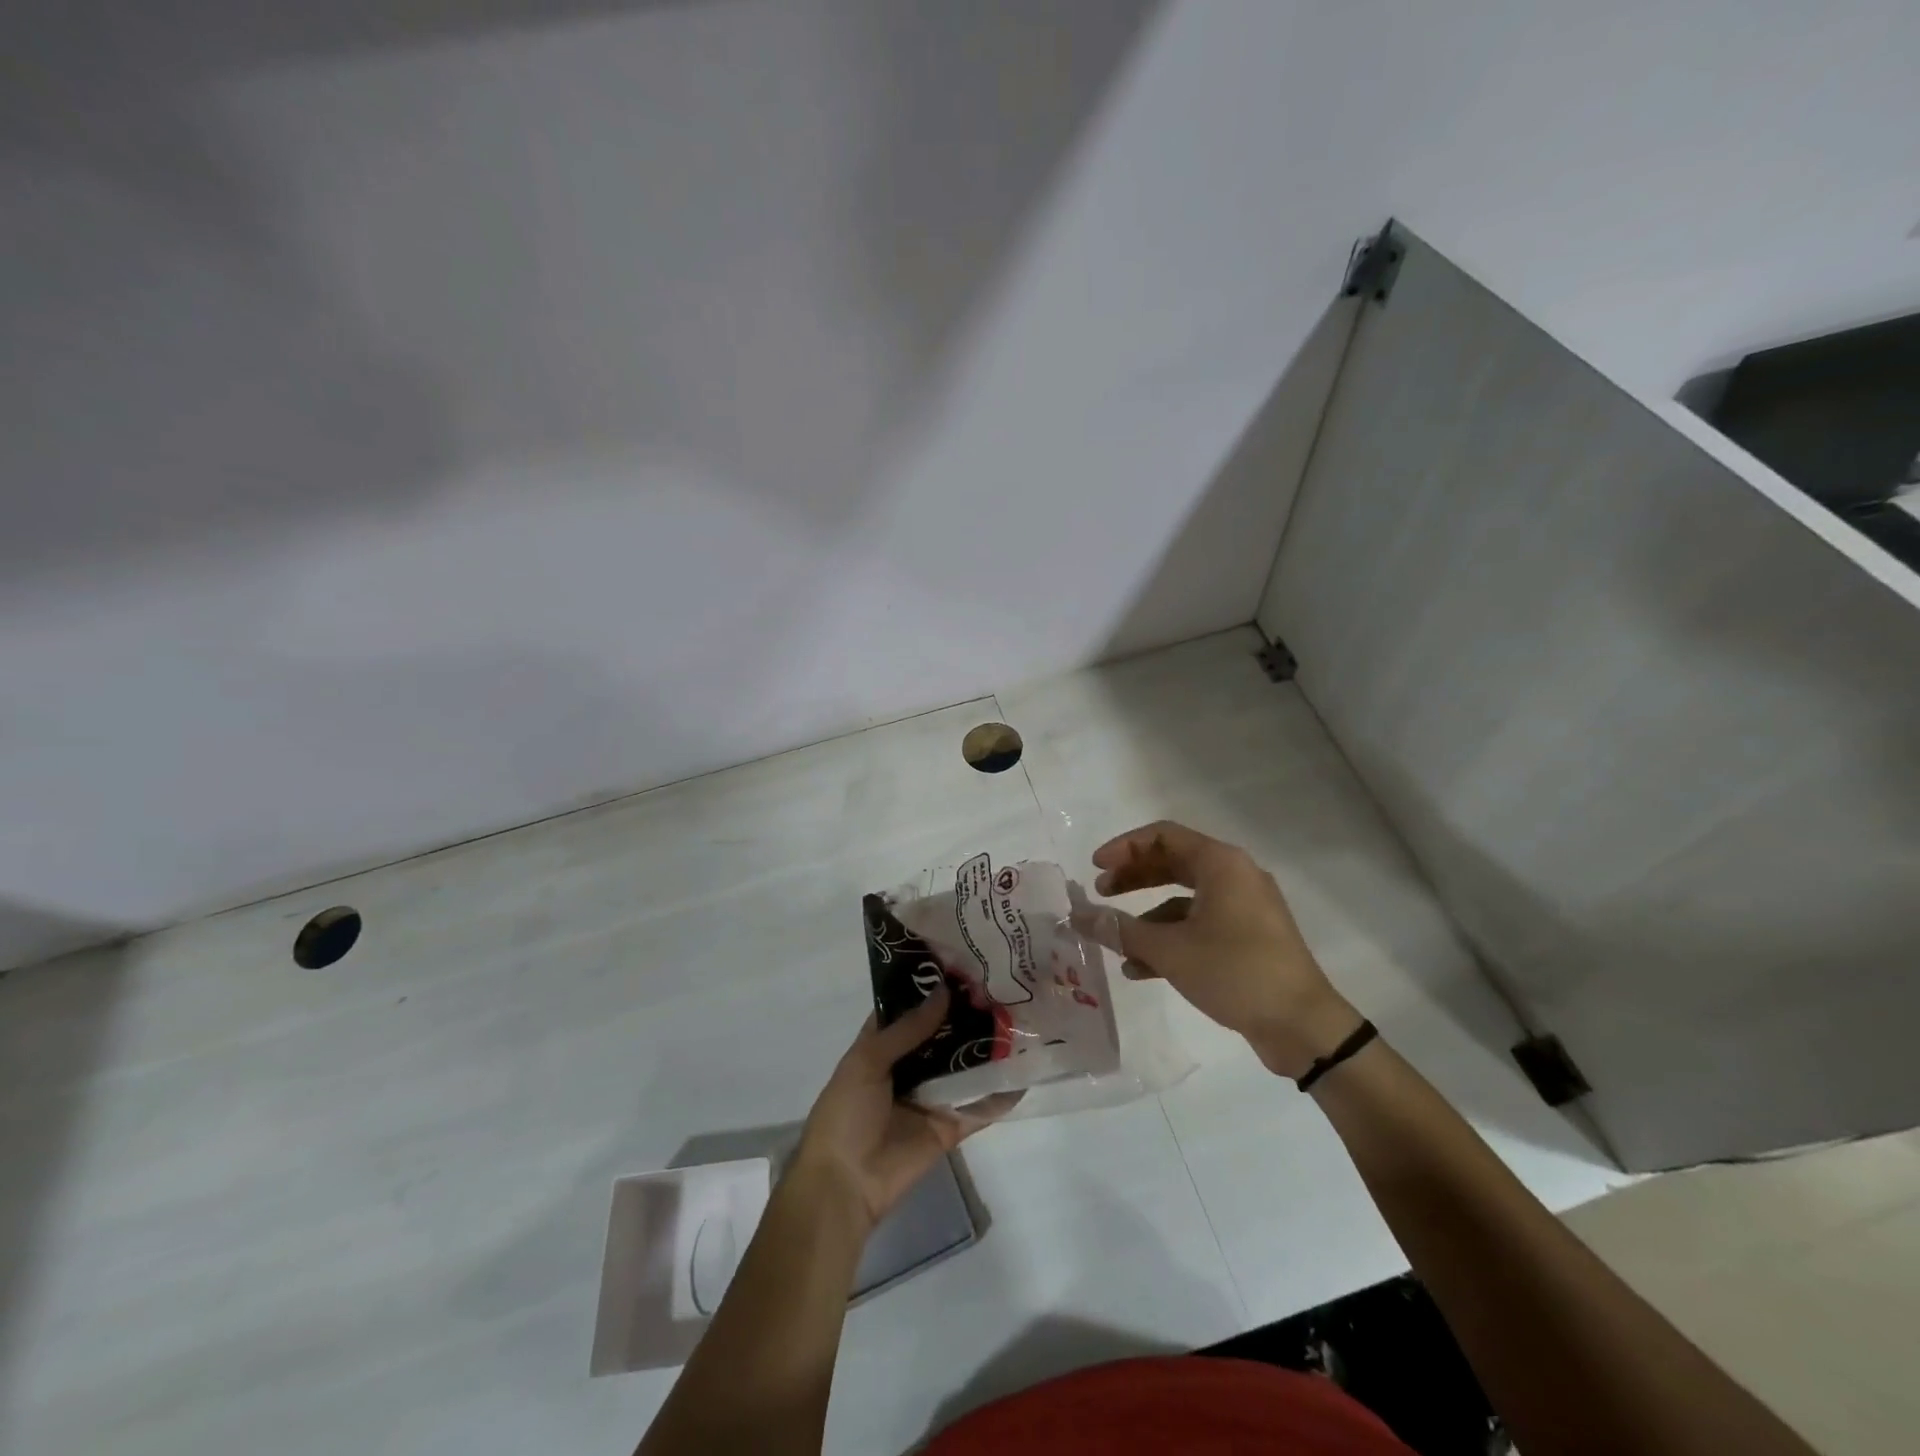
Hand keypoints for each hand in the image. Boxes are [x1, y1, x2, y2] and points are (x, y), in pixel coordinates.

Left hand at [792, 986, 1015, 1229]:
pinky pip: (979, 1106)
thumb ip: (907, 1029)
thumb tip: (944, 991)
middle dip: (967, 1012)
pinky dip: (1001, 1092)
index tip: (963, 959)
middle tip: (1003, 982)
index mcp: (883, 1045)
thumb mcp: (868, 1061)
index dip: (932, 985)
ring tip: (1021, 1015)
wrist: (845, 1184)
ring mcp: (932, 1095)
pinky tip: (1027, 1069)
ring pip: (964, 1064)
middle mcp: (910, 1065)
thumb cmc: (846, 1113)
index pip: (910, 1007)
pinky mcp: (950, 1125)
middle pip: (943, 1033)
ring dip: (986, 1046)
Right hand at [1086, 820, 1360, 1078]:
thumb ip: (1120, 929)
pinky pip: (1199, 926)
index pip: (1163, 836)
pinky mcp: (1248, 938)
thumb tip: (1079, 916)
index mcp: (1221, 864)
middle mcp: (1235, 877)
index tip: (1095, 868)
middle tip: (1101, 893)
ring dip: (1147, 916)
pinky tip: (1141, 969)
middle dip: (1133, 878)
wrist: (1304, 1027)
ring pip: (1184, 899)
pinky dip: (1170, 939)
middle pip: (1173, 863)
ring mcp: (1244, 908)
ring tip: (1115, 939)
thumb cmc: (1236, 972)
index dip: (1124, 847)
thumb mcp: (1170, 950)